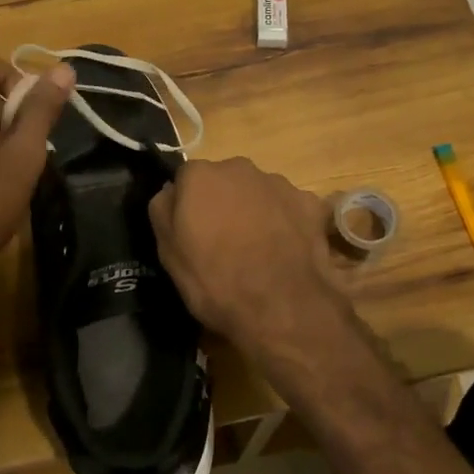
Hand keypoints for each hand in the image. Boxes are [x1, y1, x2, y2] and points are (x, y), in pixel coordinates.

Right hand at [148, 157, 353, 365]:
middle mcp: (240, 168)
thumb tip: (171, 192)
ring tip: (259, 250)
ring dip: (256, 211)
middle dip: (224, 203)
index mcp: (201, 175)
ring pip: (259, 193)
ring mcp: (279, 183)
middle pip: (225, 181)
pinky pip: (291, 208)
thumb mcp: (168, 252)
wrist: (280, 305)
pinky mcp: (310, 203)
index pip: (187, 179)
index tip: (192, 232)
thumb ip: (164, 211)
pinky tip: (287, 251)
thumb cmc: (215, 279)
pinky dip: (288, 223)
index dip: (188, 205)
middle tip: (225, 241)